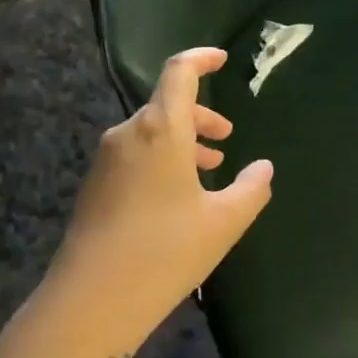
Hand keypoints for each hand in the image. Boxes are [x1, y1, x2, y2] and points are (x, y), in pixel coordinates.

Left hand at [50, 48, 272, 357]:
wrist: (94, 297)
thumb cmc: (167, 250)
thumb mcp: (224, 221)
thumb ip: (251, 188)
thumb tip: (263, 168)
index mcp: (161, 129)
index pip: (179, 73)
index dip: (201, 59)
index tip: (222, 60)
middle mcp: (128, 134)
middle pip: (166, 106)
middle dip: (201, 117)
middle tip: (227, 138)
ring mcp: (106, 160)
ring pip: (150, 134)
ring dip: (182, 142)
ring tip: (209, 169)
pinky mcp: (94, 185)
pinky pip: (133, 156)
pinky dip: (160, 160)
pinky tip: (176, 196)